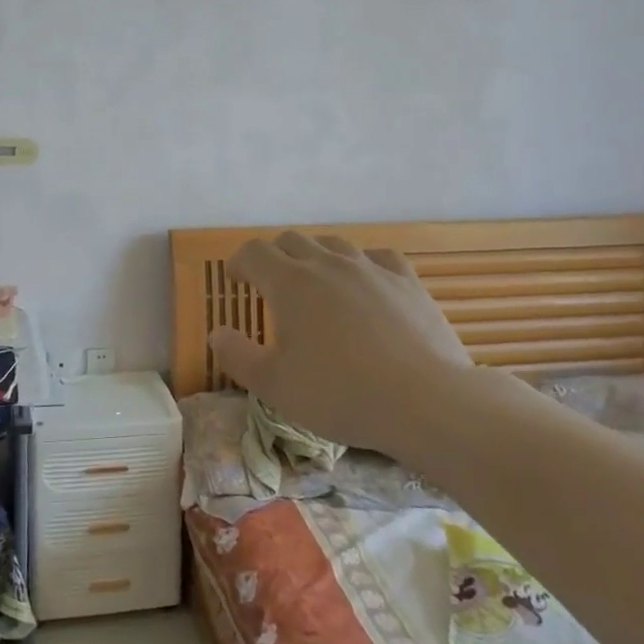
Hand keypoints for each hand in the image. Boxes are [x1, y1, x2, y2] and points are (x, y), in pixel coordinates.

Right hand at [208, 232, 475, 455]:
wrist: (426, 402)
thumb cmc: (340, 394)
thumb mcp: (274, 385)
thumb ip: (237, 356)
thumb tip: (218, 333)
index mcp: (290, 283)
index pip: (254, 253)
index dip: (240, 263)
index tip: (237, 279)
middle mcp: (327, 264)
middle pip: (292, 241)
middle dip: (274, 256)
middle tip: (270, 283)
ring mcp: (371, 269)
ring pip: (334, 244)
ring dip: (315, 256)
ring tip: (315, 282)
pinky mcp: (407, 282)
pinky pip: (378, 257)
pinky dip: (361, 263)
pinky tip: (365, 281)